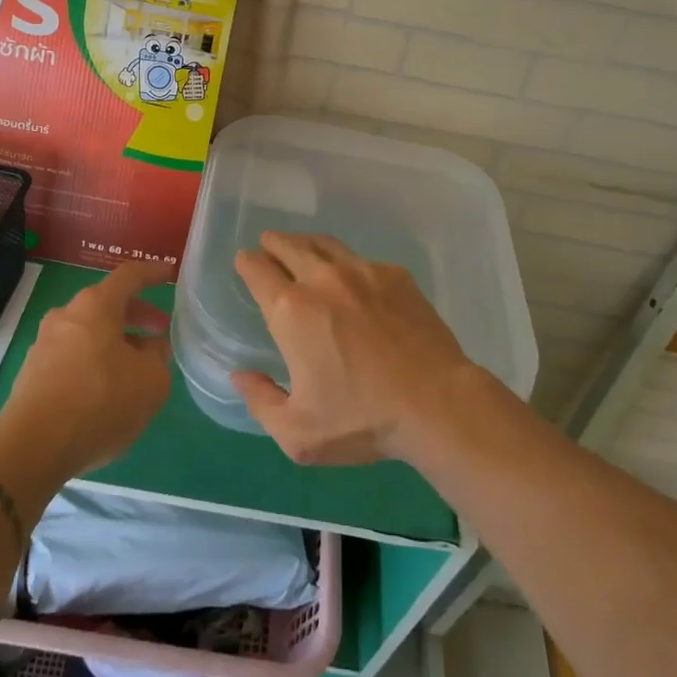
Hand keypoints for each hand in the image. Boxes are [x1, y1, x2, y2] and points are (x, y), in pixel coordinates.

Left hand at [0, 262, 172, 478]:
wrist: (32, 447)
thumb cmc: (100, 402)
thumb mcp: (151, 382)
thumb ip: (158, 357)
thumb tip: (150, 348)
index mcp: (96, 305)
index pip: (129, 275)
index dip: (152, 273)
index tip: (169, 274)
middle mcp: (67, 315)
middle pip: (107, 304)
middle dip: (137, 315)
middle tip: (160, 331)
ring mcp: (44, 343)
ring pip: (89, 331)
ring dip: (116, 341)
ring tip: (136, 367)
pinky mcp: (32, 372)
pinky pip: (72, 355)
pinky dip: (94, 361)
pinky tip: (107, 390)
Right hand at [230, 232, 477, 465]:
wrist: (436, 403)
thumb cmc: (362, 419)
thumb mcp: (298, 433)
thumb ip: (260, 401)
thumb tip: (240, 375)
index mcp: (291, 310)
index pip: (258, 270)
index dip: (247, 263)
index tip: (245, 262)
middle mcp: (322, 279)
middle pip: (289, 246)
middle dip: (273, 243)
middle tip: (268, 245)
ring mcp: (362, 271)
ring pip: (325, 244)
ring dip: (306, 243)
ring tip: (302, 249)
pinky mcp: (396, 275)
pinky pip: (361, 260)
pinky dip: (347, 264)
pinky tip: (352, 280)